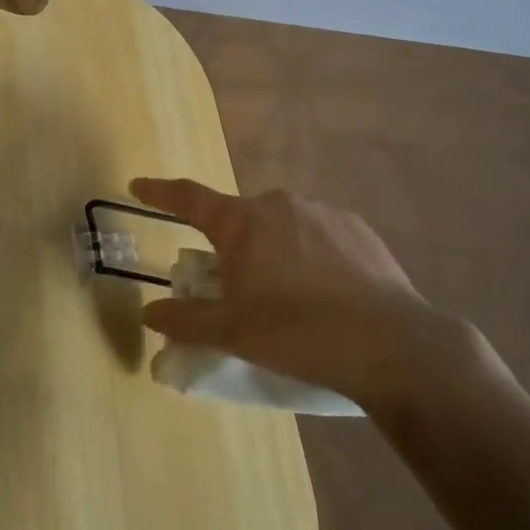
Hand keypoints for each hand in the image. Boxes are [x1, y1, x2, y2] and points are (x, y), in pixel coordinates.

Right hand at [131, 178, 491, 415]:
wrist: (392, 345)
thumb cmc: (298, 334)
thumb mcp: (233, 333)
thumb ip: (185, 321)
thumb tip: (149, 313)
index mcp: (243, 222)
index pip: (189, 198)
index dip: (159, 192)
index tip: (138, 184)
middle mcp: (280, 204)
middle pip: (239, 221)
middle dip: (228, 249)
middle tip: (234, 292)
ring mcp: (323, 211)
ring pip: (280, 228)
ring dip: (271, 253)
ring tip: (287, 301)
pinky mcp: (357, 228)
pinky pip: (317, 236)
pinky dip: (308, 257)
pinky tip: (325, 295)